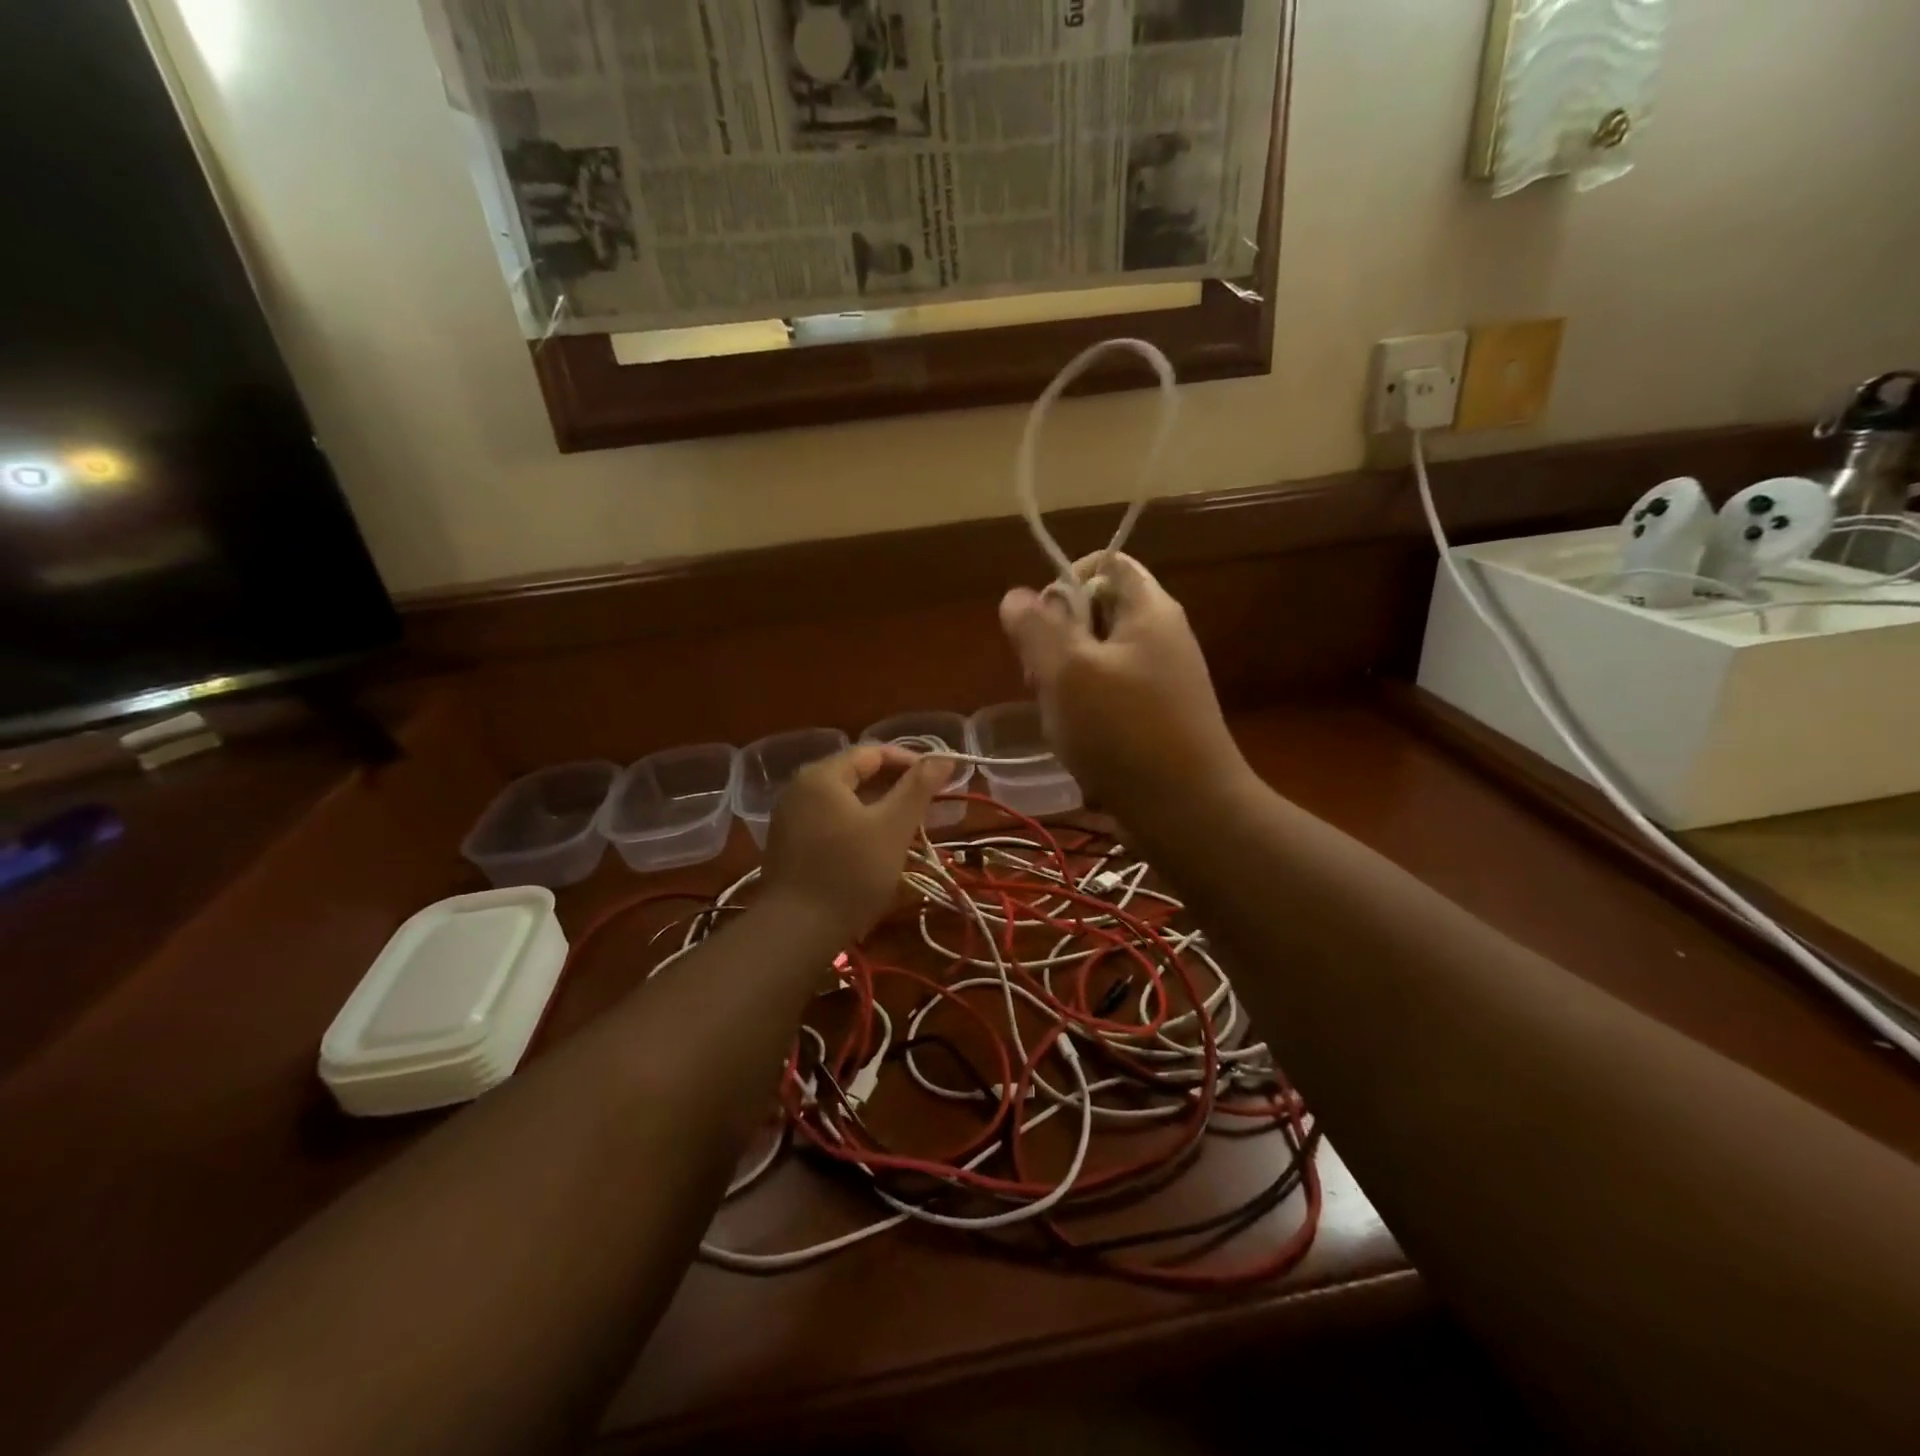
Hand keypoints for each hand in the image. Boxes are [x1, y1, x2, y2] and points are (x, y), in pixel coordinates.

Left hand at [762, 745, 950, 943]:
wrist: (796, 932)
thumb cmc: (851, 873)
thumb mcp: (893, 827)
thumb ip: (918, 788)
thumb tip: (943, 757)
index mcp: (822, 775)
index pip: (872, 752)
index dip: (909, 761)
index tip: (939, 778)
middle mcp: (799, 788)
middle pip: (855, 773)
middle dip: (894, 785)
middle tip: (927, 803)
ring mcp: (789, 817)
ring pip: (843, 800)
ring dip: (877, 806)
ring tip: (907, 824)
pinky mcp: (788, 843)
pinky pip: (829, 820)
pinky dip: (856, 824)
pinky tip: (875, 845)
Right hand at [999, 552, 1247, 813]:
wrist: (1188, 813)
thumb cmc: (1124, 732)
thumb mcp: (1067, 672)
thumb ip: (1036, 628)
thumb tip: (1016, 596)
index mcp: (1149, 610)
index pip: (1105, 563)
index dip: (1064, 582)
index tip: (1040, 626)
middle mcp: (1160, 637)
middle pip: (1094, 614)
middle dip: (1055, 642)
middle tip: (1040, 681)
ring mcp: (1161, 681)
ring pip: (1095, 661)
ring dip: (1064, 684)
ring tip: (1058, 720)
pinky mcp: (1156, 719)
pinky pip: (1109, 698)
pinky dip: (1085, 713)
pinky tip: (1075, 743)